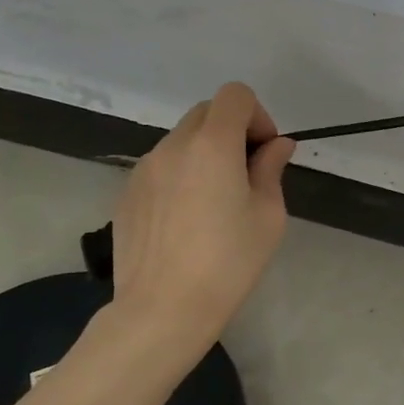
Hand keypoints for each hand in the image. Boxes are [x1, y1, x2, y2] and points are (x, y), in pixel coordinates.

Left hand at [110, 82, 295, 350]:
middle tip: (245, 175)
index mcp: (212, 144)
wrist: (162, 309)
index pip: (235, 95)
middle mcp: (173, 145)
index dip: (257, 115)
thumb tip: (276, 146)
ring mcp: (144, 168)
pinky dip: (179, 176)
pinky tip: (185, 220)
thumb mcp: (267, 216)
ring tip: (213, 203)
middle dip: (231, 131)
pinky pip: (160, 167)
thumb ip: (271, 169)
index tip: (263, 153)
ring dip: (204, 154)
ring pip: (181, 140)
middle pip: (206, 112)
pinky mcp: (126, 193)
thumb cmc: (227, 262)